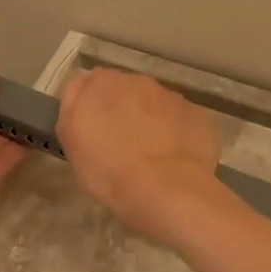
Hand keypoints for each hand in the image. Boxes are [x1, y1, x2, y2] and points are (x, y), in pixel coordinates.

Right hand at [56, 68, 223, 240]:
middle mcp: (139, 81)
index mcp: (102, 84)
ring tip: (153, 158)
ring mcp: (173, 97)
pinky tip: (176, 161)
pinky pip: (183, 121)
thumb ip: (74, 108)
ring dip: (153, 122)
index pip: (91, 85)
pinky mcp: (198, 114)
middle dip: (125, 113)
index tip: (95, 133)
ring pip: (157, 106)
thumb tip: (82, 91)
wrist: (166, 190)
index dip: (93, 109)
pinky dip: (178, 135)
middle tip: (122, 147)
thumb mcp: (71, 142)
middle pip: (127, 93)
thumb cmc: (109, 171)